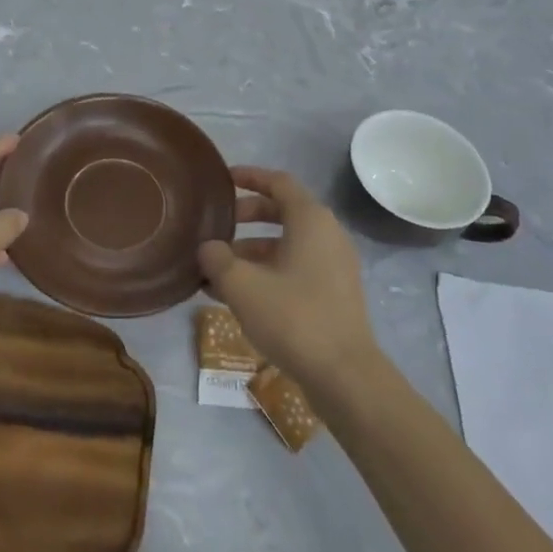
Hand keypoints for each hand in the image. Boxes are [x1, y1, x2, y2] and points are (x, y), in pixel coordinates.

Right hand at [197, 167, 380, 395]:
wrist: (344, 374)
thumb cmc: (293, 316)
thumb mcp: (242, 285)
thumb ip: (218, 258)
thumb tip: (208, 248)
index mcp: (311, 219)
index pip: (279, 182)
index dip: (250, 176)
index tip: (223, 179)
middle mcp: (327, 234)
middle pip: (283, 212)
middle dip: (246, 216)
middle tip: (215, 226)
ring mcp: (334, 265)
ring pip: (286, 244)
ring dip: (251, 250)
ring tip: (215, 269)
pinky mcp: (333, 293)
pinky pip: (295, 268)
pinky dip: (267, 272)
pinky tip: (236, 296)